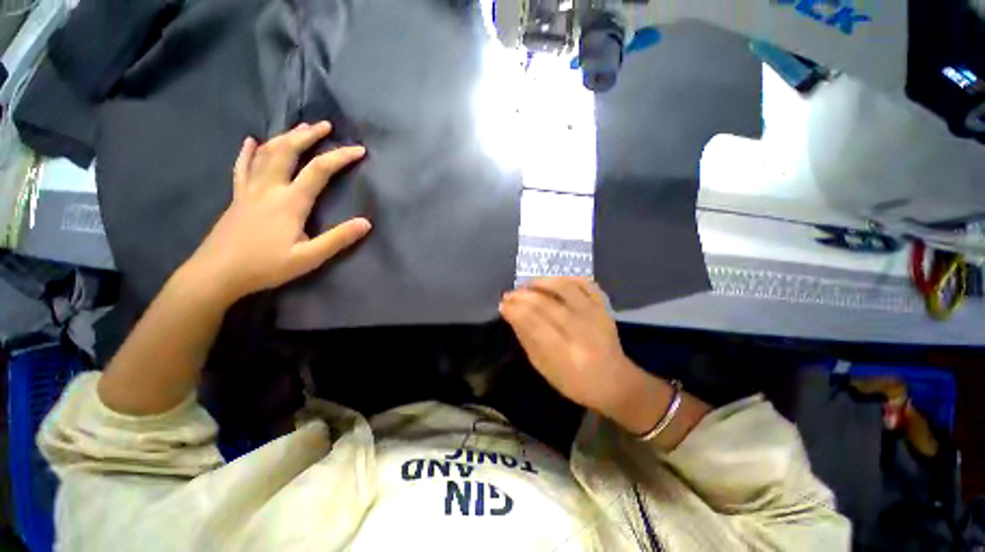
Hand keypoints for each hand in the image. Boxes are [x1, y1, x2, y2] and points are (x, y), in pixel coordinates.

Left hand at [184, 122, 370, 304]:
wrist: (217, 273)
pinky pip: (242, 167)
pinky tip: (250, 141)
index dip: (340, 157)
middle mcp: (269, 188)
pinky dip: (248, 152)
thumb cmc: (265, 266)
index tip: (359, 150)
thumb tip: (366, 223)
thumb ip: (338, 239)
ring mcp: (249, 190)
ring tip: (299, 129)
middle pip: (288, 151)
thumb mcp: (309, 257)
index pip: (319, 170)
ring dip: (284, 138)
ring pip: (266, 154)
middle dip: (308, 136)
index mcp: (290, 202)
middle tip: (325, 125)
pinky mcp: (237, 197)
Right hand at [500, 277, 669, 430]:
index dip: (515, 310)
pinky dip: (568, 278)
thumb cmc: (575, 382)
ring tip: (527, 285)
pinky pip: (586, 284)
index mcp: (566, 354)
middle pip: (547, 304)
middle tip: (509, 294)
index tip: (502, 304)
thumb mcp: (545, 369)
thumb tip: (510, 314)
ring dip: (542, 282)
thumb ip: (527, 340)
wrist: (616, 383)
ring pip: (566, 288)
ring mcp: (596, 316)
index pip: (534, 324)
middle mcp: (582, 331)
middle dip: (523, 296)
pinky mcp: (605, 308)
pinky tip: (553, 282)